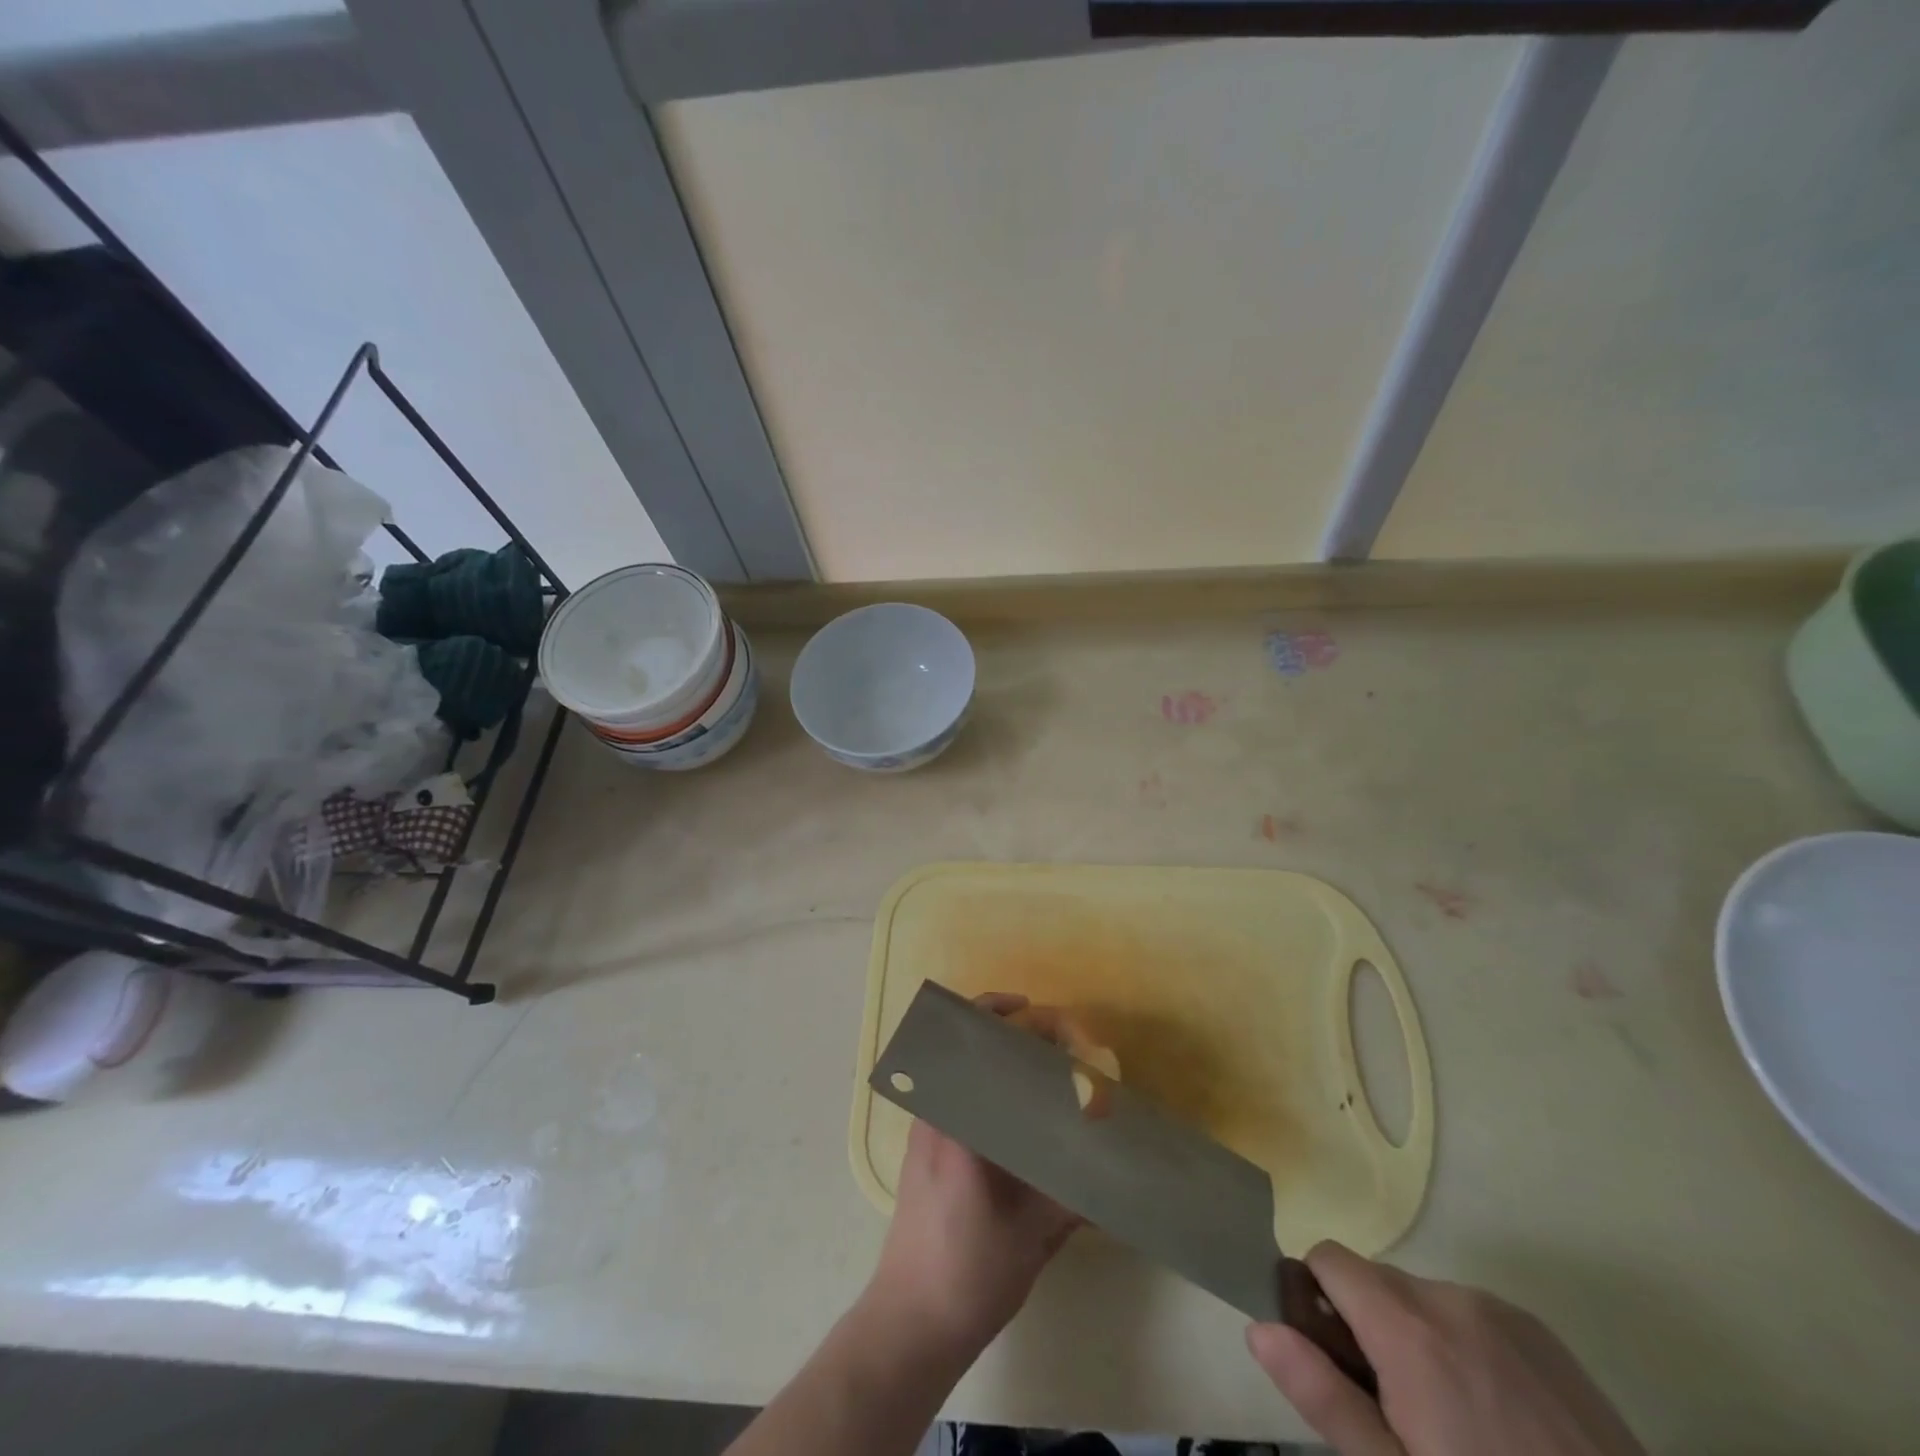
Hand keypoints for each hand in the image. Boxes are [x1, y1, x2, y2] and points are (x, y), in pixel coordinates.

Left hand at [863, 993, 1080, 1358]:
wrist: (909, 1323)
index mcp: (956, 1123)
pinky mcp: (927, 1148)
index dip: (1005, 1017)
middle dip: (1008, 1028)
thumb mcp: (1032, 1236)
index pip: (973, 1044)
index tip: (1042, 1016)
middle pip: (964, 1044)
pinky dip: (989, 1084)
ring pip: (961, 1067)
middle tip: (1055, 1040)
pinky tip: (1023, 1109)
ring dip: (999, 1055)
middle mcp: (935, 1114)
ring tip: (1046, 1066)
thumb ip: (1071, 1197)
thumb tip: (1112, 1171)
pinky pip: (959, 1093)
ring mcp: (926, 1129)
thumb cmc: (968, 1275)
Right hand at [1246, 1242, 1644, 1455]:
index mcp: (1406, 1326)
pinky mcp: (1544, 1335)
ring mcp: (1503, 1312)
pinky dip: (1463, 1348)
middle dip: (1366, 1329)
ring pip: (1423, 1301)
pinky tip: (1500, 1423)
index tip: (1331, 1360)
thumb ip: (1323, 1396)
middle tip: (1395, 1414)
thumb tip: (1259, 1328)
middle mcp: (1449, 1297)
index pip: (1327, 1258)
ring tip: (1456, 1429)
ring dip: (1416, 1340)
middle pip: (1375, 1282)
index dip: (1314, 1300)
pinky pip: (1472, 1316)